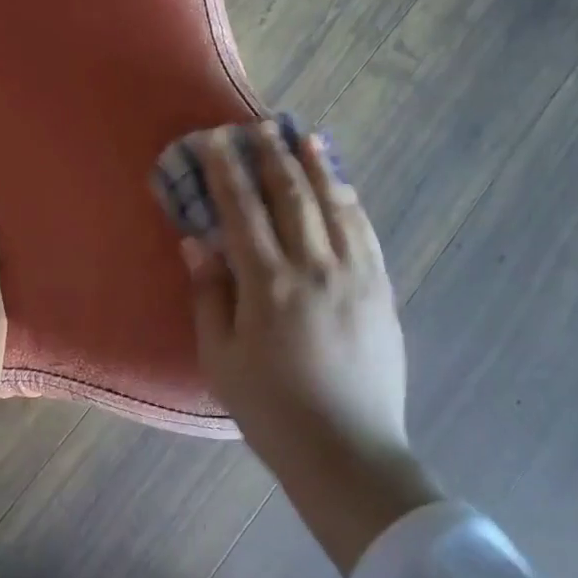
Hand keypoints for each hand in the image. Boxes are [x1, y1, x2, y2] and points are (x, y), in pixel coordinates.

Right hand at [182, 123, 439, 571]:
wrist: (347, 451)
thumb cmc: (271, 411)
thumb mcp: (221, 359)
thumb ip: (210, 295)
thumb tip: (197, 242)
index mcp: (269, 286)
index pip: (242, 211)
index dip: (226, 170)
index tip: (215, 140)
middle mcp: (315, 268)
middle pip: (290, 196)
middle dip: (271, 155)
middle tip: (258, 125)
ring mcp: (355, 276)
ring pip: (334, 205)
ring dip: (316, 166)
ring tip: (304, 135)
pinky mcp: (380, 290)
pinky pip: (365, 232)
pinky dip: (350, 201)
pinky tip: (342, 186)